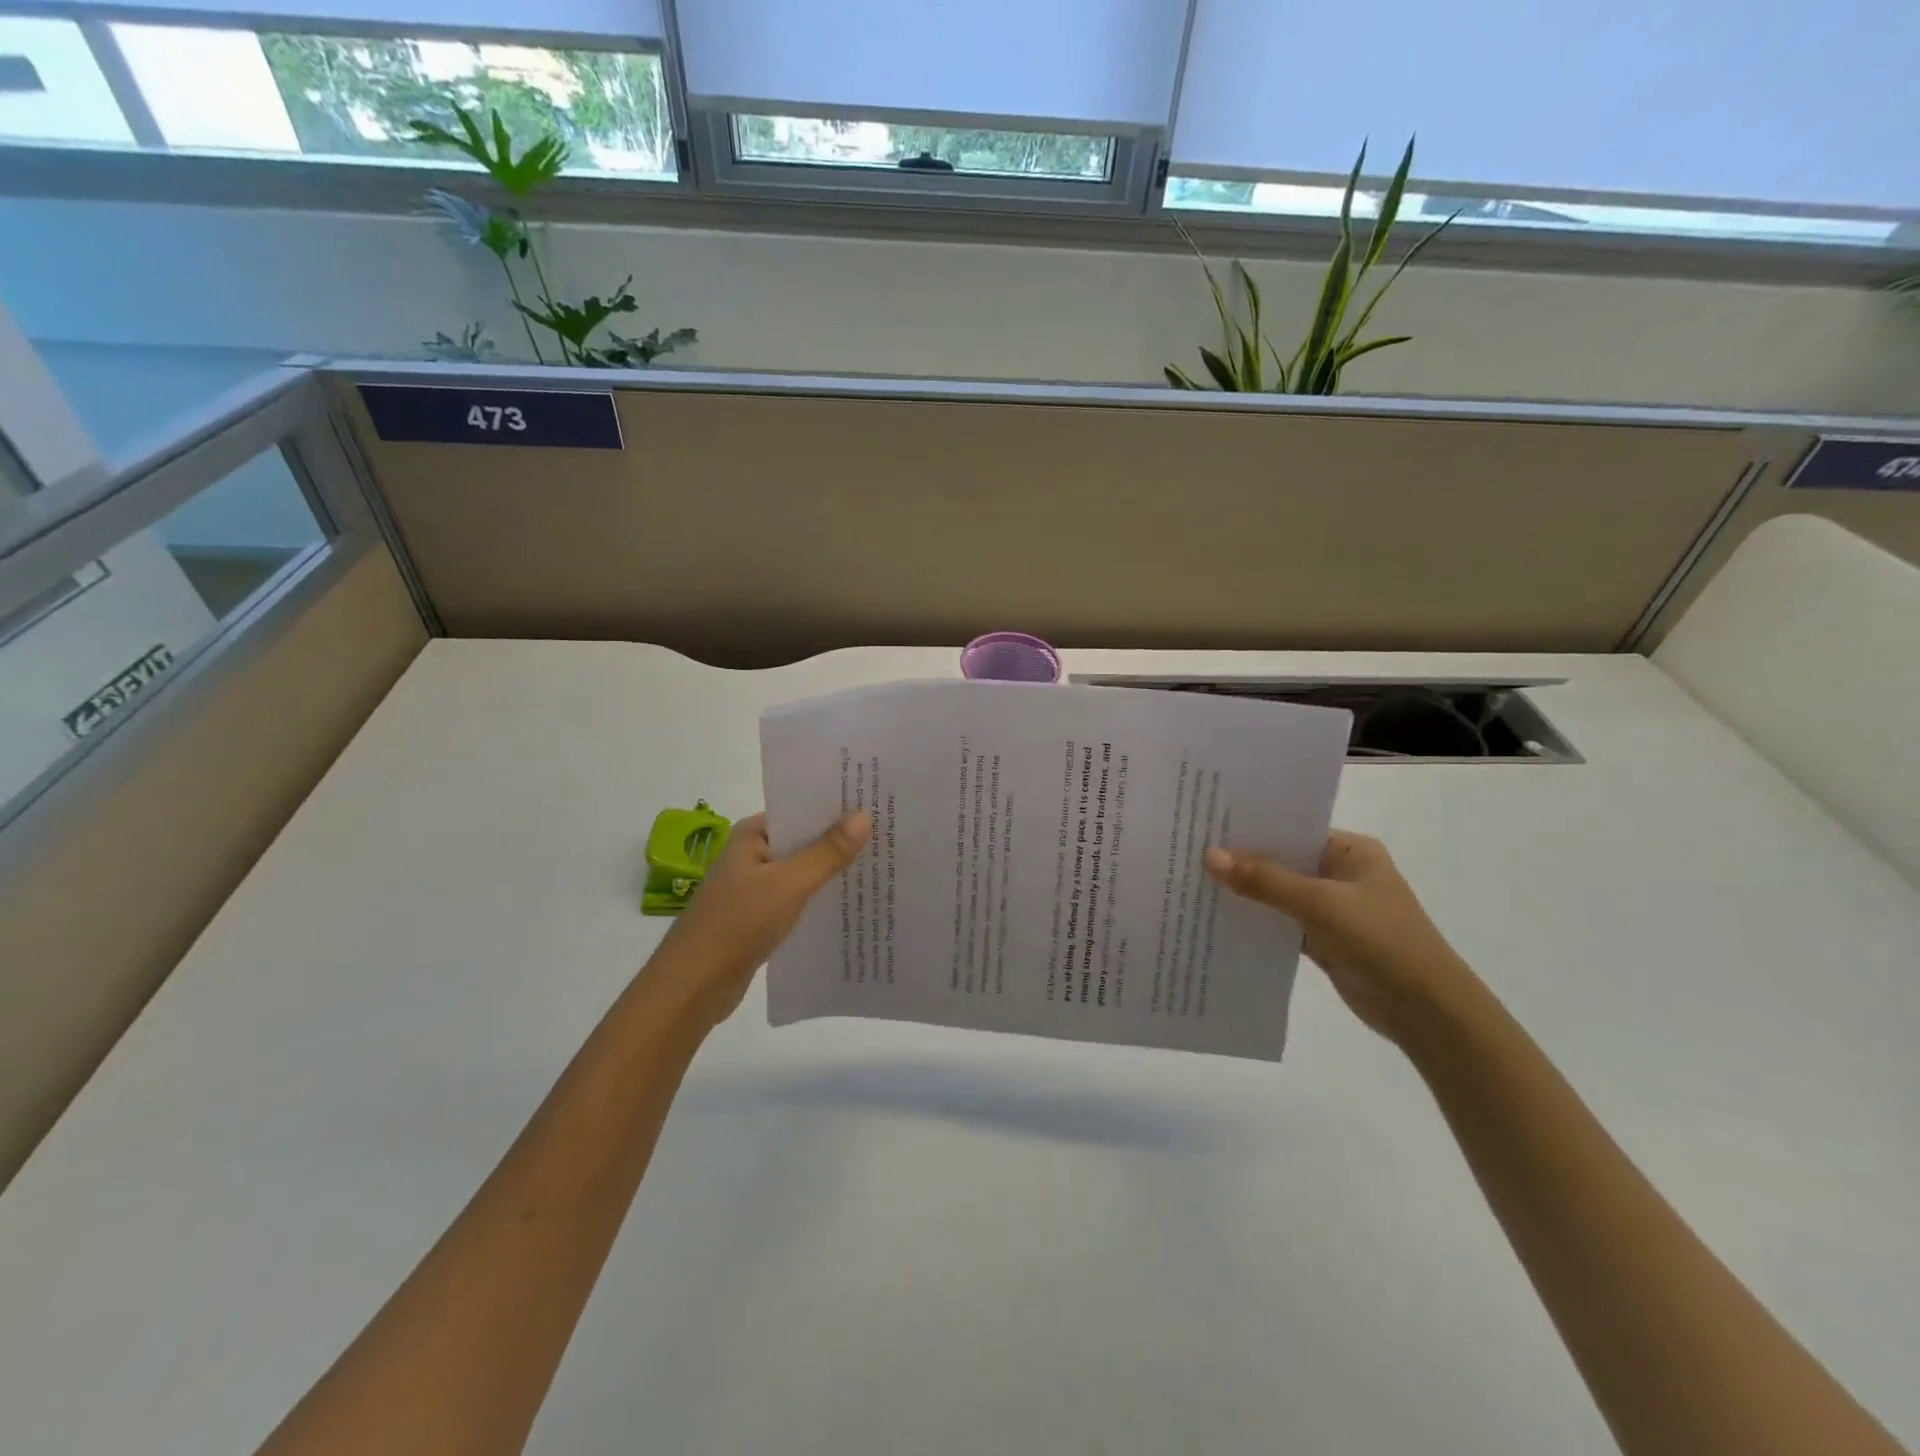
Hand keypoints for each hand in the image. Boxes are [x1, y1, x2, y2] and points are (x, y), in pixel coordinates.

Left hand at [652, 809, 871, 1027]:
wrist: (693, 986)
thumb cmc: (737, 924)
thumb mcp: (788, 885)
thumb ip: (826, 853)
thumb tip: (863, 817)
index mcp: (753, 834)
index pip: (801, 809)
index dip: (836, 806)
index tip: (876, 803)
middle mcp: (754, 854)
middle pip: (805, 839)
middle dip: (841, 839)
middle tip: (888, 833)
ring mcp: (756, 886)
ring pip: (803, 871)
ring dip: (833, 870)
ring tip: (880, 864)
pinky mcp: (760, 916)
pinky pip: (798, 897)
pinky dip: (820, 897)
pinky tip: (852, 902)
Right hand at [1205, 831, 1482, 1042]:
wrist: (1426, 1011)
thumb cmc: (1381, 941)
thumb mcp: (1320, 904)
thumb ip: (1265, 880)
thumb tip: (1209, 856)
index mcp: (1349, 851)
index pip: (1291, 828)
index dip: (1250, 827)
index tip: (1204, 823)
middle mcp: (1339, 872)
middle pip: (1281, 860)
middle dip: (1240, 860)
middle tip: (1187, 849)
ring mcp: (1331, 907)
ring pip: (1277, 892)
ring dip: (1245, 891)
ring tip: (1192, 879)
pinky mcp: (1322, 938)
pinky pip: (1279, 922)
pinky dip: (1255, 920)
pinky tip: (1216, 916)